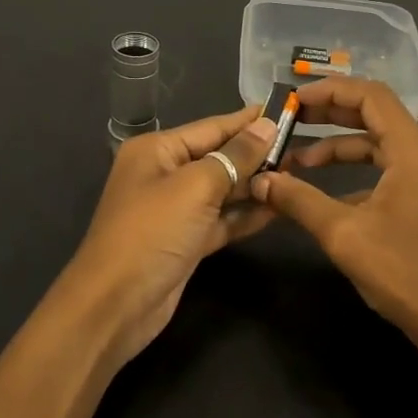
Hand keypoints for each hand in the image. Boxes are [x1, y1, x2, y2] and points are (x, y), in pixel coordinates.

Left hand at [62, 106, 279, 364]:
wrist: (115, 306)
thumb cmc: (152, 233)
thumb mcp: (196, 187)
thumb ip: (235, 156)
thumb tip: (266, 125)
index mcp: (157, 150)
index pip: (211, 127)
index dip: (248, 121)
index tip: (287, 111)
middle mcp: (164, 174)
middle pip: (218, 157)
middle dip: (256, 154)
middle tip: (301, 148)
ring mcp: (175, 210)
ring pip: (222, 190)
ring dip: (255, 185)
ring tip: (298, 175)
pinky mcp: (186, 241)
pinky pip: (221, 220)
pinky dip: (246, 215)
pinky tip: (279, 208)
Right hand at [251, 78, 417, 360]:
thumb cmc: (404, 273)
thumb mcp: (343, 234)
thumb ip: (299, 200)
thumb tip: (261, 180)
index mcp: (415, 151)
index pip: (371, 96)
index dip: (330, 91)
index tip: (293, 100)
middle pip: (377, 116)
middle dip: (330, 116)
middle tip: (290, 122)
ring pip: (383, 146)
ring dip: (342, 149)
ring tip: (298, 163)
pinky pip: (393, 170)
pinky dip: (360, 174)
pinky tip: (328, 195)